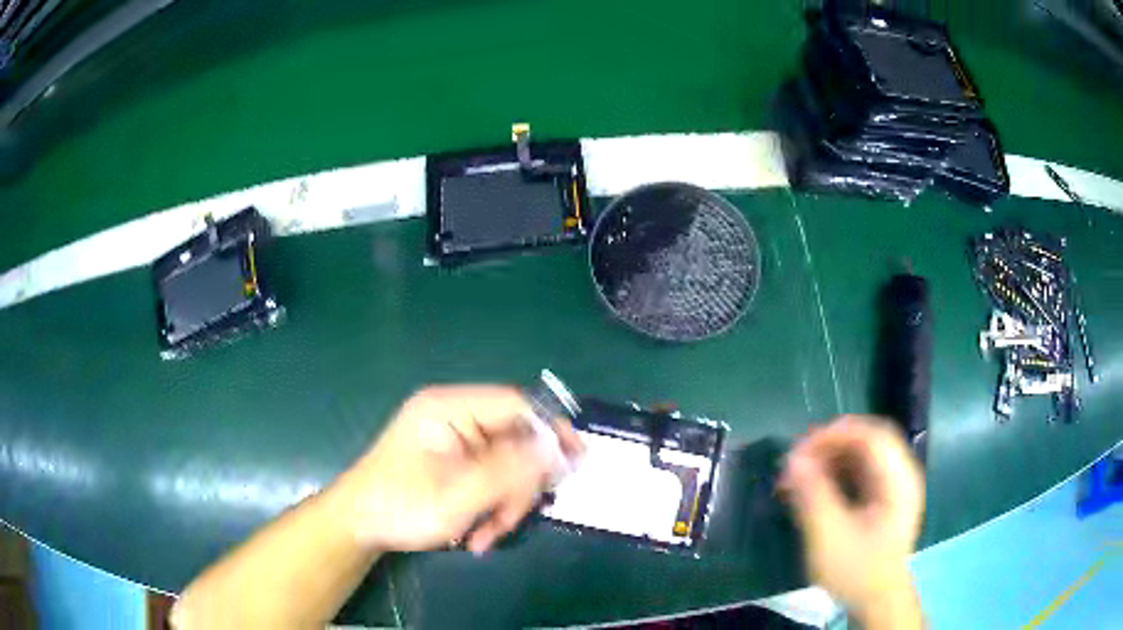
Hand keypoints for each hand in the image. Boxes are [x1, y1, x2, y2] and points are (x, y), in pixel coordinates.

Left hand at [332, 386, 582, 554]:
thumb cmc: (399, 507)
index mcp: (448, 408)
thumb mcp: (457, 496)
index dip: (550, 430)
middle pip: (515, 439)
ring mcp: (454, 439)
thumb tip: (557, 450)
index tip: (575, 461)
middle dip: (518, 485)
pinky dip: (492, 506)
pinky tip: (478, 534)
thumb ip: (509, 472)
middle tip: (510, 519)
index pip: (516, 404)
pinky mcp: (454, 460)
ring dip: (505, 503)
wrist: (357, 525)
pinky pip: (491, 478)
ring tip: (485, 536)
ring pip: (507, 465)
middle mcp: (454, 416)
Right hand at [779, 415, 924, 621]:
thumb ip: (813, 495)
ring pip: (864, 455)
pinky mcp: (886, 499)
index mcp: (898, 479)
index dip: (834, 435)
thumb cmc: (856, 571)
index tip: (799, 450)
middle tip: (797, 461)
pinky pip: (863, 471)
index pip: (870, 436)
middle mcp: (901, 475)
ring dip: (832, 458)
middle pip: (867, 441)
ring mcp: (895, 486)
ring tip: (801, 476)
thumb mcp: (829, 537)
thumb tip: (793, 459)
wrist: (877, 601)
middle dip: (830, 445)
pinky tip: (817, 488)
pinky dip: (838, 472)